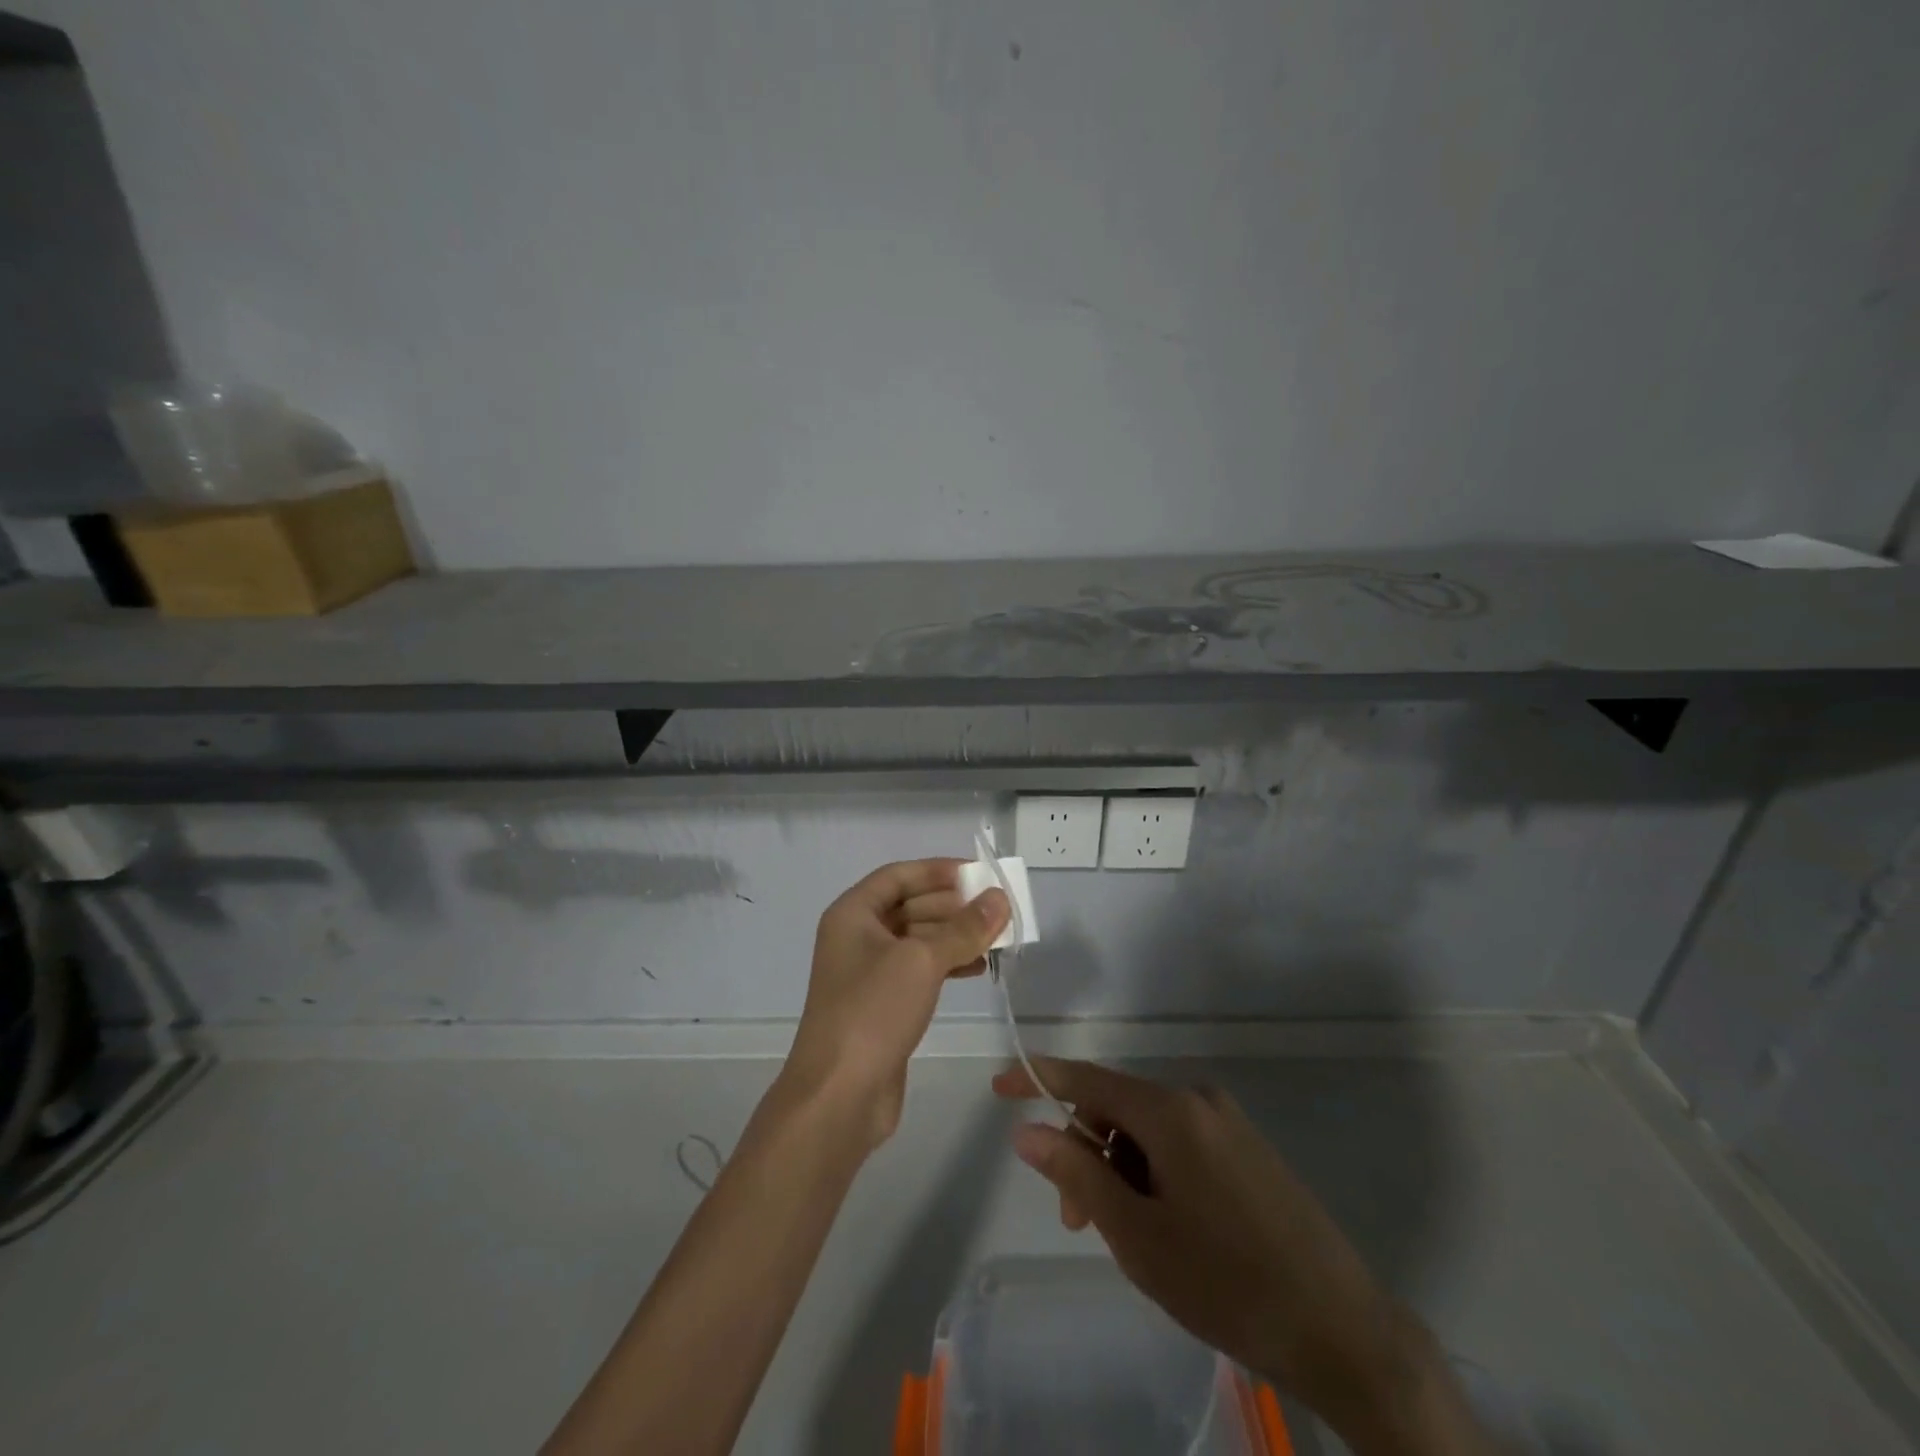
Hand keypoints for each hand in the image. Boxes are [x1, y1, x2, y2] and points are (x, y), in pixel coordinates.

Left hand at [784, 860, 1008, 1150]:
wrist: (839, 1096)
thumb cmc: (873, 1011)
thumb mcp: (922, 961)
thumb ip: (964, 928)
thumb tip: (1000, 898)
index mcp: (853, 913)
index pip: (899, 875)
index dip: (938, 870)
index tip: (978, 873)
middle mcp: (858, 936)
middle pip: (911, 905)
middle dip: (953, 905)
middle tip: (998, 908)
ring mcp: (869, 972)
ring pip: (919, 939)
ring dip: (956, 935)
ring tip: (998, 937)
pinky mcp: (883, 1004)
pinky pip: (920, 970)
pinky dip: (948, 964)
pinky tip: (979, 968)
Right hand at [995, 1058, 1476, 1452]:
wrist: (1345, 1332)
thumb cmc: (1228, 1284)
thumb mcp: (1138, 1236)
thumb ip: (1077, 1174)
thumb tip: (1026, 1130)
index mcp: (1170, 1111)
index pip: (1086, 1079)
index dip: (1038, 1078)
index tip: (999, 1086)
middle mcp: (1198, 1099)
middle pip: (1117, 1108)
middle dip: (1087, 1154)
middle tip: (1081, 1224)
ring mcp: (1228, 1122)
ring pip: (1148, 1131)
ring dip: (1122, 1172)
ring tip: (1131, 1239)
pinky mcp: (1248, 1148)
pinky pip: (1180, 1143)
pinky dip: (1155, 1174)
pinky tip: (1168, 1228)